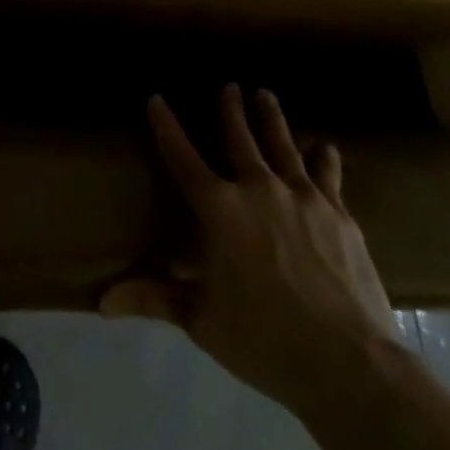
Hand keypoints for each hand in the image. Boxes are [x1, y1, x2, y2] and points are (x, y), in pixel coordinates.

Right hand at [101, 85, 402, 420]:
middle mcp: (257, 189)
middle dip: (230, 109)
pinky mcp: (339, 214)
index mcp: (218, 209)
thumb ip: (153, 298)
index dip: (166, 126)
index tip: (156, 98)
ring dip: (271, 118)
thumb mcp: (200, 320)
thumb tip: (101, 302)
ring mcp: (302, 198)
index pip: (182, 156)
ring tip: (265, 95)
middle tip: (228, 86)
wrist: (348, 363)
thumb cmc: (263, 340)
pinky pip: (327, 174)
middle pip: (239, 138)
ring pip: (282, 145)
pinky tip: (325, 145)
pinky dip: (323, 157)